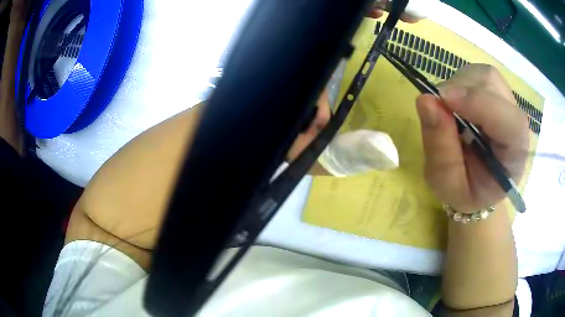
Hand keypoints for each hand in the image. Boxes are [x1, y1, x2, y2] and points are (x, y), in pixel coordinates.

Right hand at [416, 64, 528, 212]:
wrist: (479, 184)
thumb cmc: (466, 191)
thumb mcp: (447, 182)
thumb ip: (440, 147)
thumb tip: (426, 100)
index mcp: (515, 156)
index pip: (510, 121)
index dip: (480, 103)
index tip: (443, 99)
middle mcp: (517, 124)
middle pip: (494, 86)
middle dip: (462, 91)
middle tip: (439, 109)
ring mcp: (509, 105)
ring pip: (485, 75)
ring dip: (460, 84)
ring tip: (450, 109)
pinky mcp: (498, 94)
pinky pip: (478, 75)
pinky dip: (461, 82)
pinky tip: (457, 104)